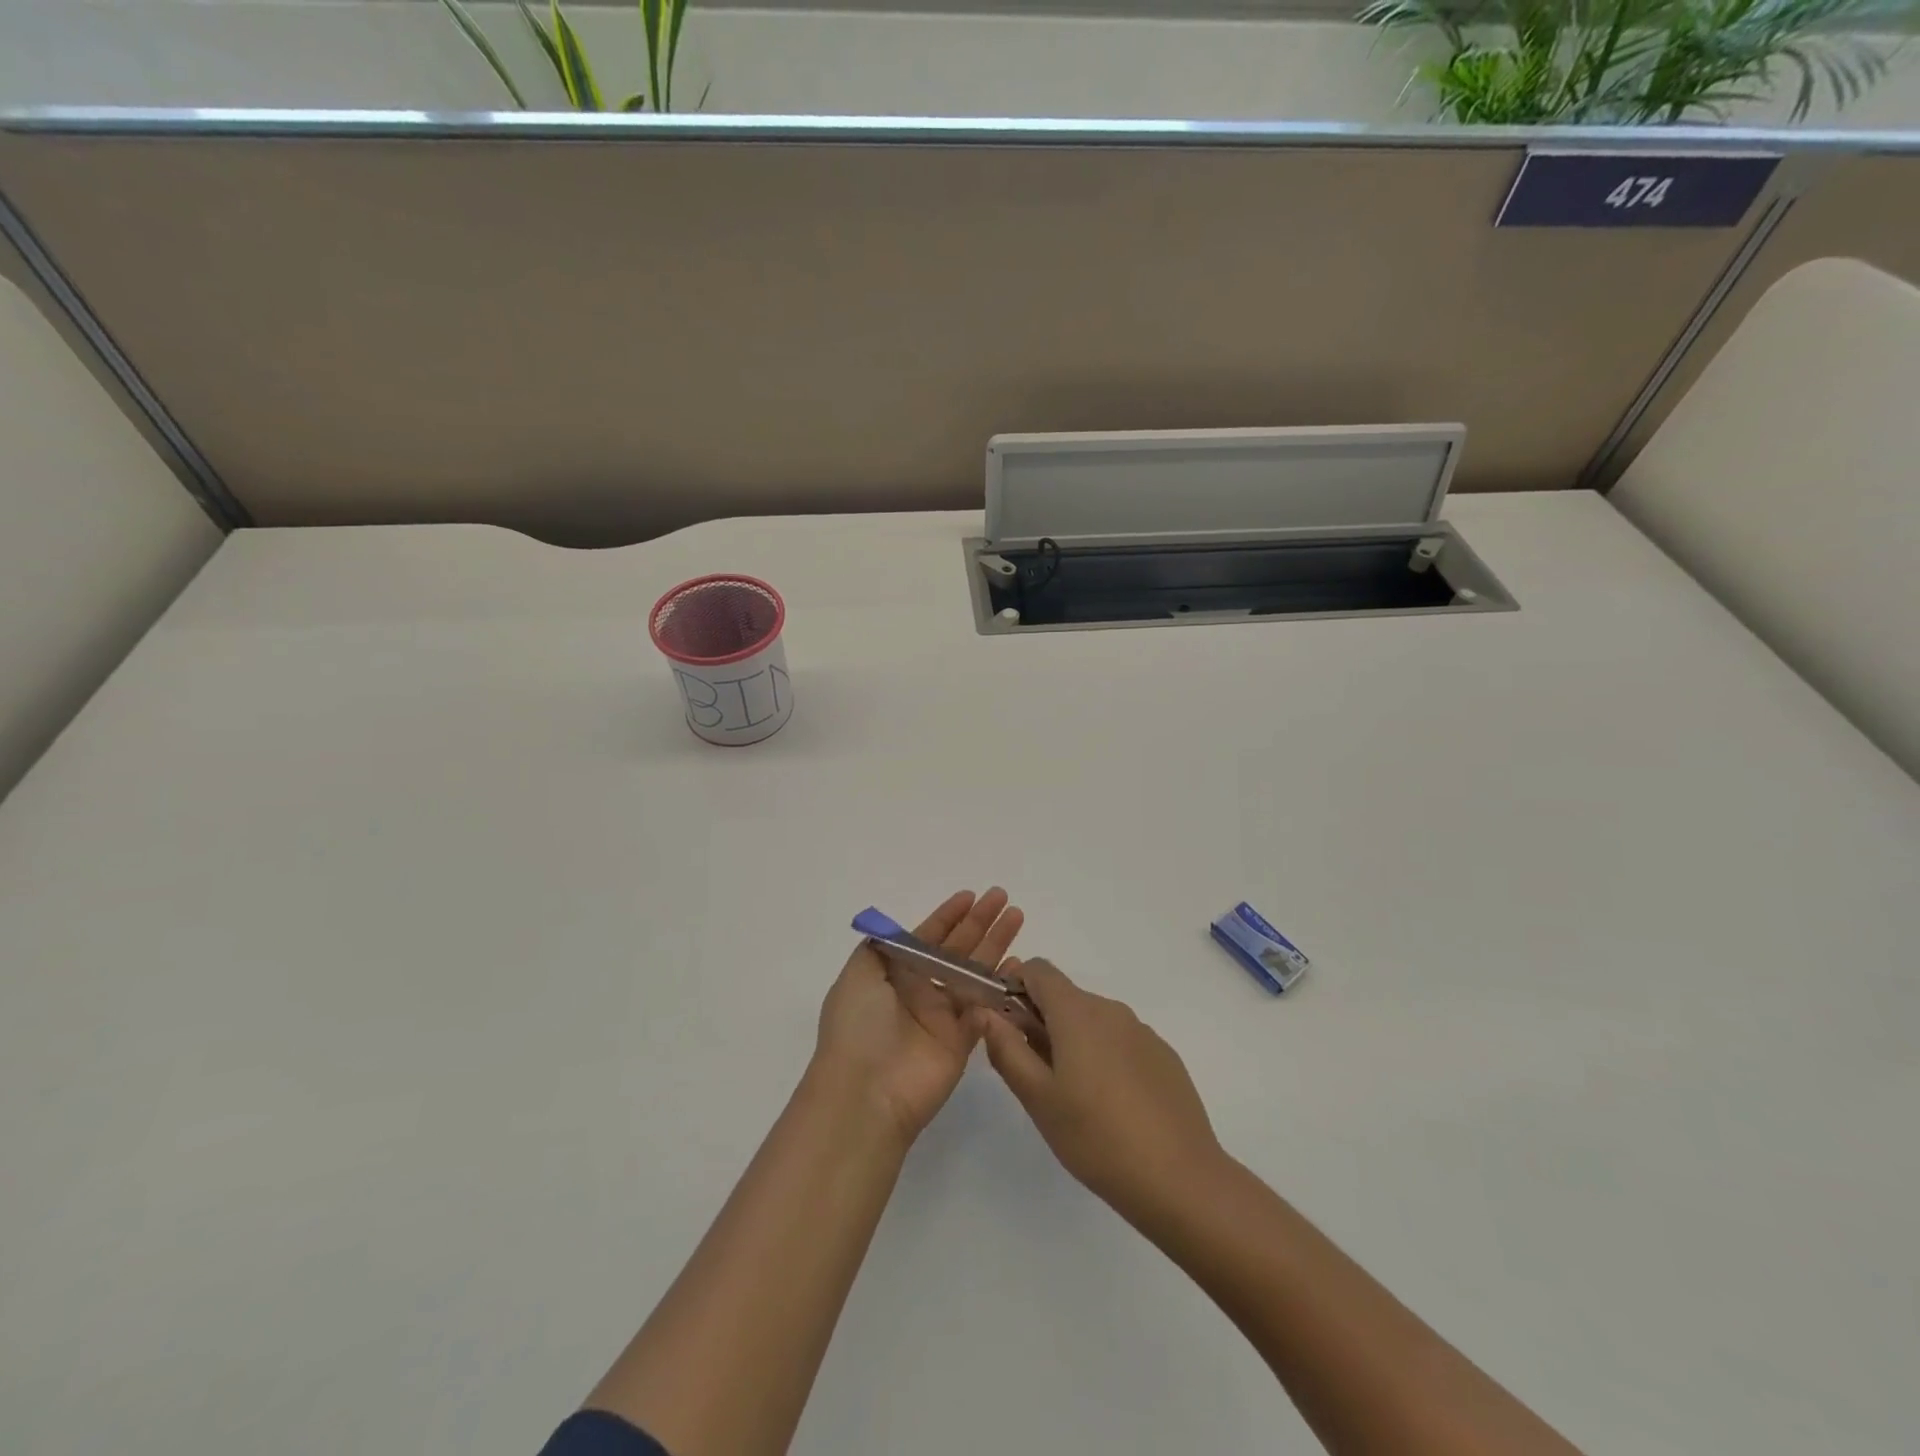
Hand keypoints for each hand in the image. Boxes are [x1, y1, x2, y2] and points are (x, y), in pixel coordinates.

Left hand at [815, 888, 1024, 1143]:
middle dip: (978, 923)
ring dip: (995, 946)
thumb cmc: (859, 1027)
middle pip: (955, 949)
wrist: (866, 1094)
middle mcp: (919, 991)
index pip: (926, 937)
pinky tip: (1018, 965)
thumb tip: (897, 931)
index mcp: (893, 974)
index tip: (970, 896)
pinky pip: (985, 1008)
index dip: (948, 916)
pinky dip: (1001, 987)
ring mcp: (941, 1016)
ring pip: (974, 973)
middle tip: (1003, 899)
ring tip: (1016, 918)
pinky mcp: (961, 1042)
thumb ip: (880, 948)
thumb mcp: (857, 976)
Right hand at [976, 958, 1223, 1224]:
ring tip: (1072, 1097)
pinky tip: (1110, 1106)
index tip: (1006, 1025)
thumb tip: (986, 1013)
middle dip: (1041, 1022)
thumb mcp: (1038, 1098)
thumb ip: (1007, 1049)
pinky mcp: (1164, 1055)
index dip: (1015, 986)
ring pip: (1093, 1021)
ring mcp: (1142, 1031)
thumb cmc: (1096, 1137)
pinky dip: (1104, 1057)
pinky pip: (1121, 1041)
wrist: (1180, 1179)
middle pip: (1065, 997)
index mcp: (1077, 1011)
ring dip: (1072, 1041)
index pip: (1038, 970)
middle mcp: (1111, 1009)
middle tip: (1033, 1074)